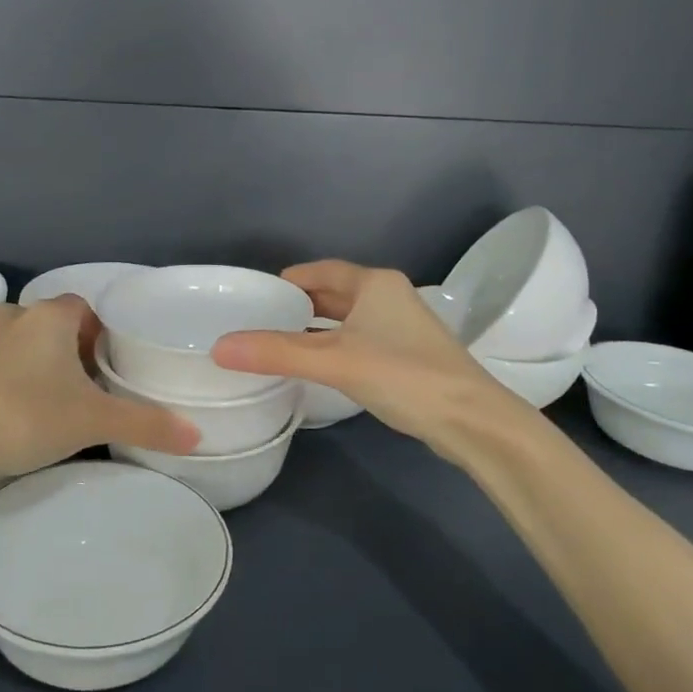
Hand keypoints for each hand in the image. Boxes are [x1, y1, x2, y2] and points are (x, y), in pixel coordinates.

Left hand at [0, 296, 200, 488]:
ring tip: (37, 361)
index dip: (97, 333)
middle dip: (64, 338)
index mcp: (52, 319)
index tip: (104, 366)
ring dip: (20, 332)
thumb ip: (147, 424)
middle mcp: (16, 317)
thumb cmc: (32, 418)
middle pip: (48, 316)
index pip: (84, 309)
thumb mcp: (97, 421)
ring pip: (5, 320)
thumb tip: (198, 434)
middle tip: (79, 377)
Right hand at [211, 261, 537, 456]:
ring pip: (349, 320)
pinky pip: (359, 341)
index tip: (258, 294)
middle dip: (301, 304)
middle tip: (262, 319)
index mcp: (375, 284)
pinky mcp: (408, 357)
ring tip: (280, 342)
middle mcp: (390, 298)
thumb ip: (277, 352)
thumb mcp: (335, 362)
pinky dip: (335, 347)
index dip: (290, 279)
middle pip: (335, 293)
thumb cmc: (404, 375)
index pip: (322, 270)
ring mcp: (403, 328)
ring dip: (318, 328)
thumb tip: (219, 347)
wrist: (473, 421)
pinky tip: (318, 367)